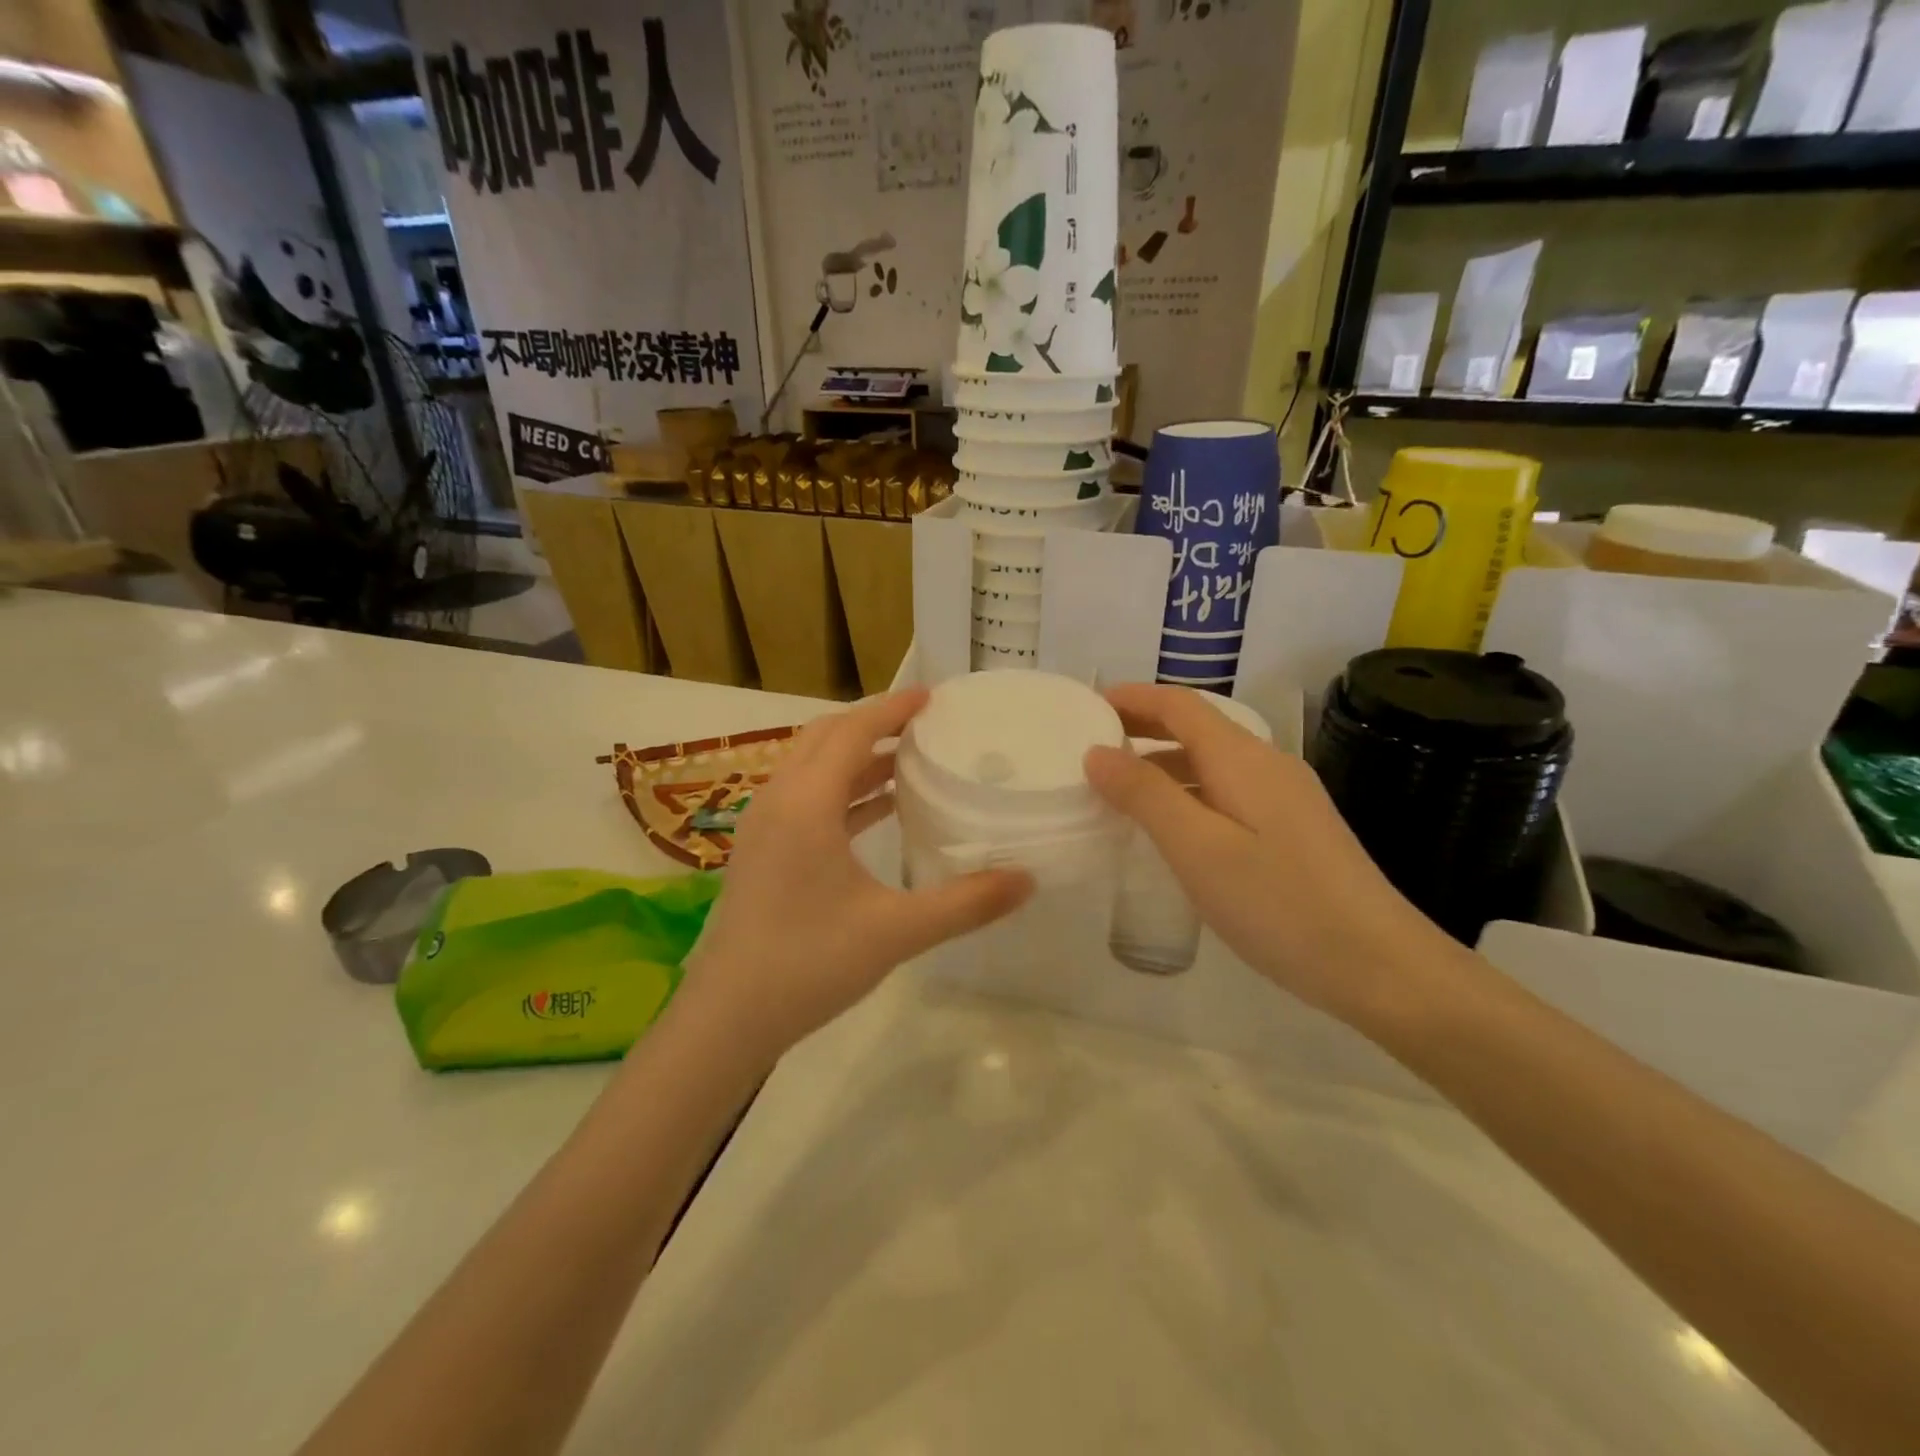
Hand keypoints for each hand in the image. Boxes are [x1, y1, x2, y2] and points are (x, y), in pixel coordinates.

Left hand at [681, 688, 1032, 1059]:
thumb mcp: (896, 932)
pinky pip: (805, 797)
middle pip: (826, 737)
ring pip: (812, 767)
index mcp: (806, 803)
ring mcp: (764, 825)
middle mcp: (779, 800)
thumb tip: (1027, 879)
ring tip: (909, 762)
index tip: (932, 697)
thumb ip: (966, 903)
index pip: (853, 732)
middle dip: (874, 724)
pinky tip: (878, 810)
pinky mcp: (761, 850)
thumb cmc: (809, 964)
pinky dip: (842, 790)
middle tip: (924, 725)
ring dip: (857, 757)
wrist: (728, 1017)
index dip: (893, 708)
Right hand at [1084, 684, 1470, 1028]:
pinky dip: (1188, 793)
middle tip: (1093, 745)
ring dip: (1164, 763)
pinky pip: (1228, 792)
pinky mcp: (1294, 830)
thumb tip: (1098, 753)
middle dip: (1144, 727)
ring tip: (1119, 789)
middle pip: (1197, 727)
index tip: (1087, 706)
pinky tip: (1173, 829)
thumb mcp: (1197, 848)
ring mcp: (1286, 797)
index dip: (1133, 697)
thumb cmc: (1279, 903)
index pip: (1180, 705)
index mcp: (1242, 758)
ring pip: (1212, 763)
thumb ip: (1145, 795)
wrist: (1379, 965)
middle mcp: (1267, 765)